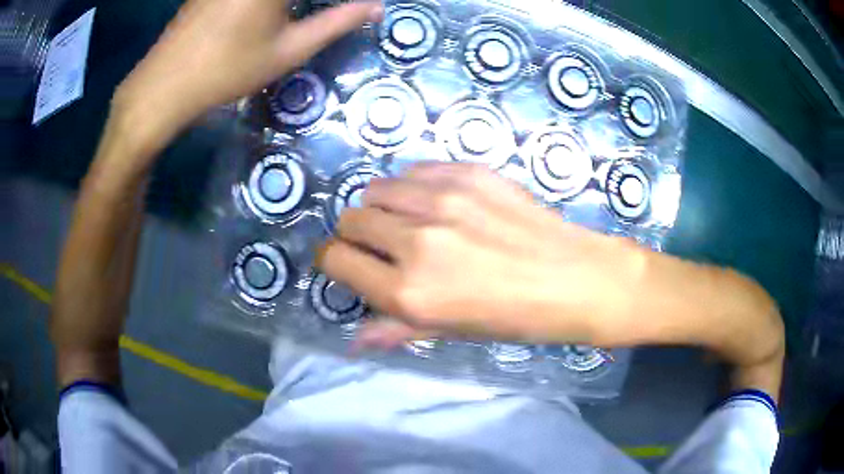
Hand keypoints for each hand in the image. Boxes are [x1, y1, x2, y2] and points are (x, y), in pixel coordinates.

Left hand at [112, 0, 382, 151]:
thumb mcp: (289, 50)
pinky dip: (264, 2)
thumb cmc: (228, 70)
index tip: (356, 5)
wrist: (164, 86)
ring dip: (288, 2)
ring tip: (290, 16)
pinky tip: (264, 14)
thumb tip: (375, 7)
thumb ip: (336, 22)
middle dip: (303, 3)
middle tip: (329, 10)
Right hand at [318, 163, 784, 398]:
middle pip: (351, 220)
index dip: (334, 261)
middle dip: (355, 235)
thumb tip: (354, 341)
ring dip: (381, 208)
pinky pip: (414, 171)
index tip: (346, 263)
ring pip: (376, 190)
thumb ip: (396, 330)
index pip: (336, 260)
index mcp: (410, 293)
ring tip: (407, 221)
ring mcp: (443, 201)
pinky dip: (411, 187)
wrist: (578, 279)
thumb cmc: (519, 317)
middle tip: (379, 245)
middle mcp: (416, 243)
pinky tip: (435, 202)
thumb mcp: (454, 333)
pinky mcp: (467, 174)